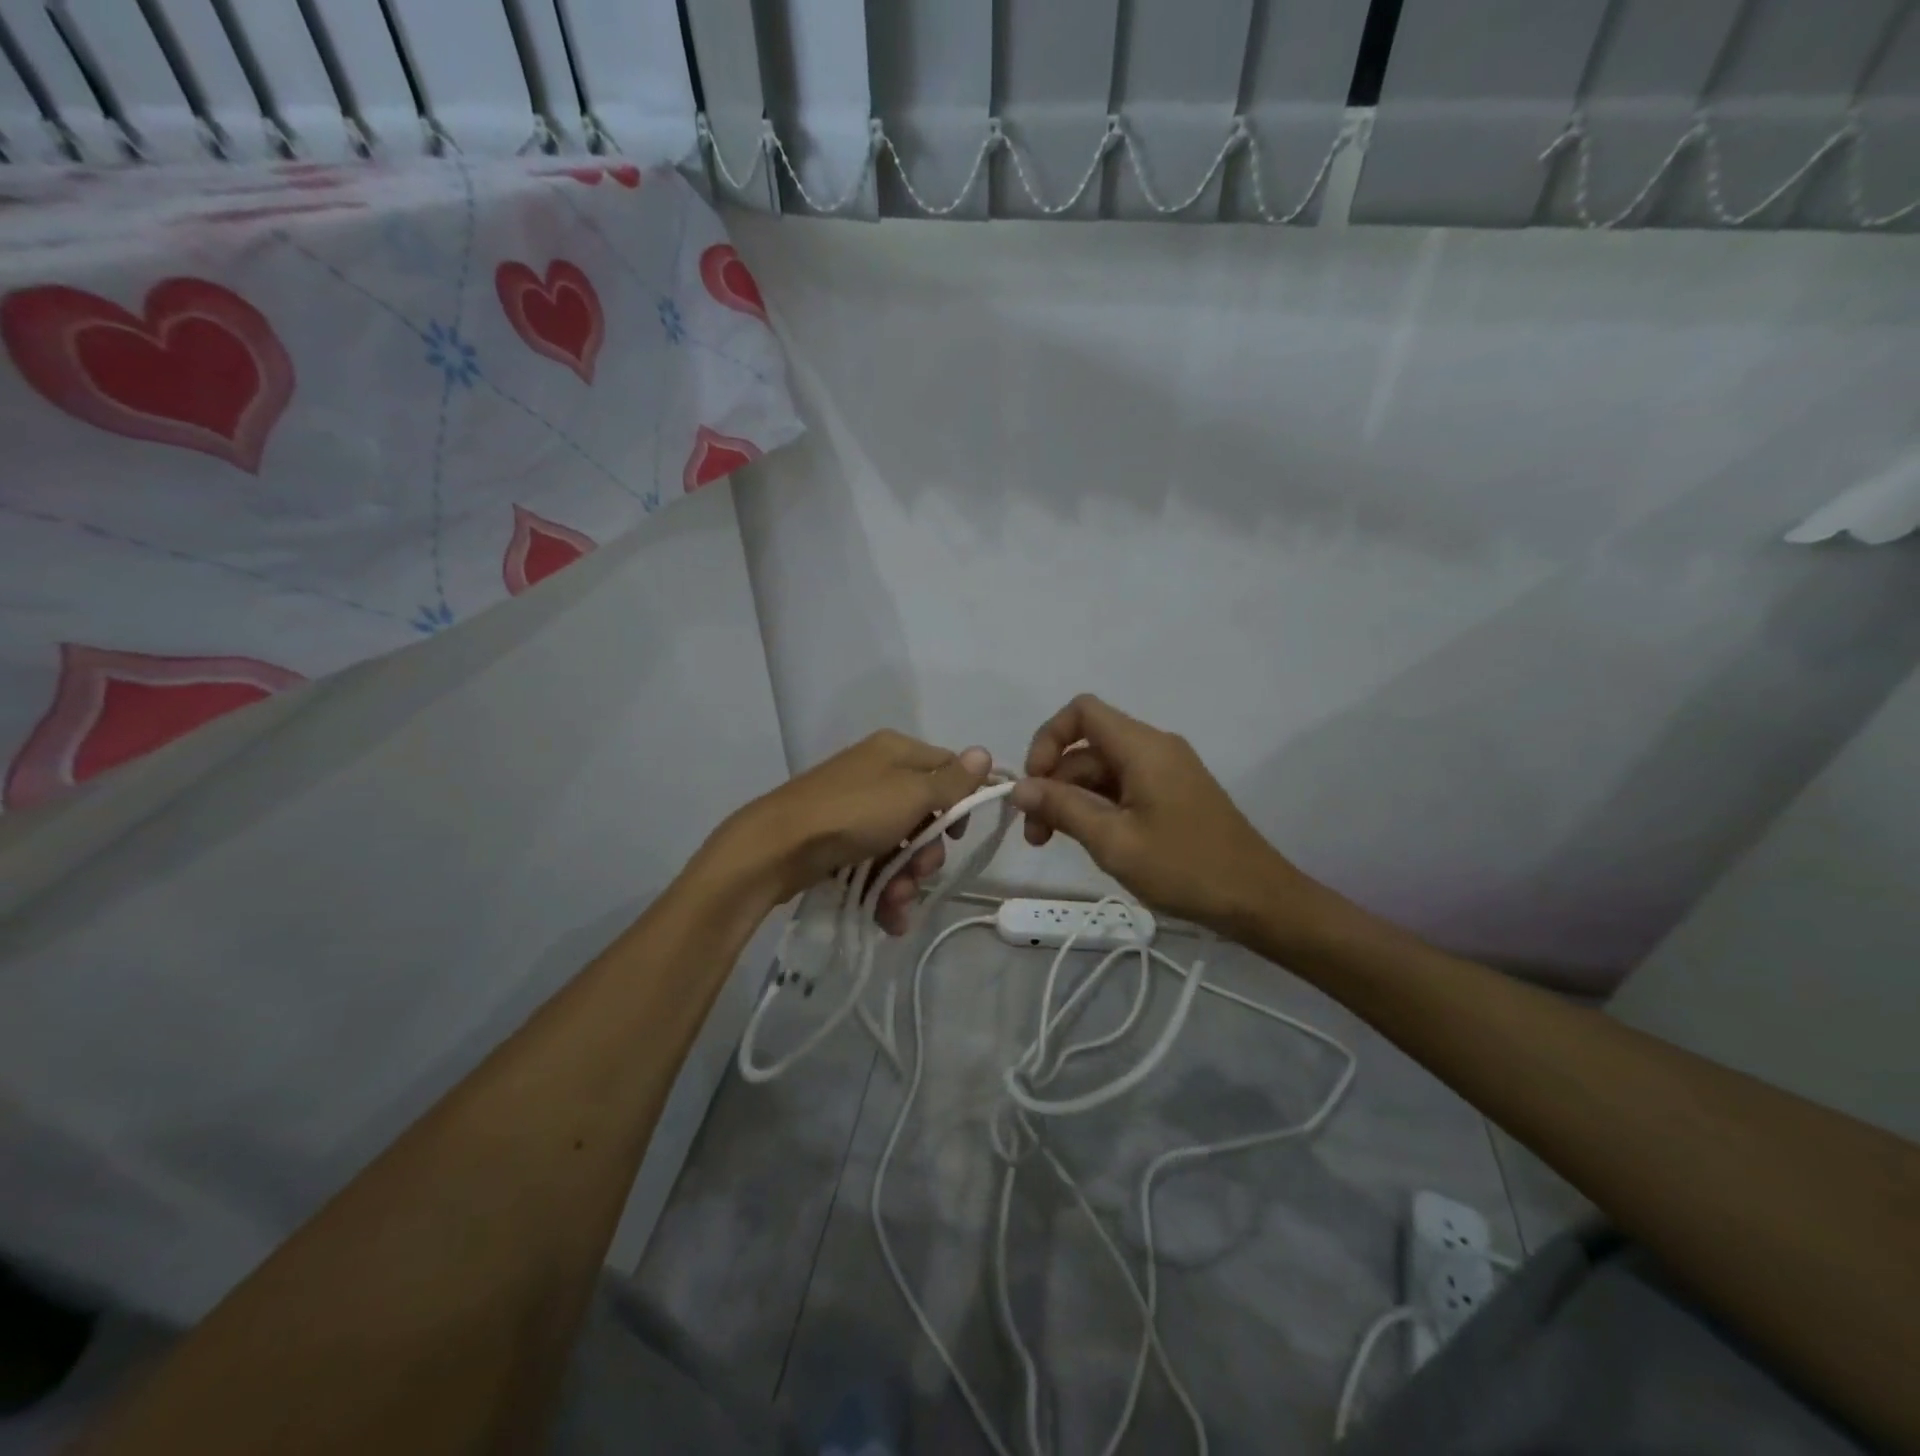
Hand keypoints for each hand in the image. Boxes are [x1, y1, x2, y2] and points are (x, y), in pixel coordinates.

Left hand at [718, 731, 991, 934]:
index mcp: (896, 752)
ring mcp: (855, 810)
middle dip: (928, 852)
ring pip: (901, 845)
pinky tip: (889, 917)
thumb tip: (985, 753)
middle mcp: (877, 775)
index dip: (960, 802)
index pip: (947, 769)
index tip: (960, 833)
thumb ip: (952, 781)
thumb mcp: (912, 795)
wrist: (776, 847)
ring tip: (897, 900)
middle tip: (921, 871)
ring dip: (907, 878)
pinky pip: (875, 863)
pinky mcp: (839, 841)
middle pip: (926, 814)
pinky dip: (884, 889)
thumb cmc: (853, 813)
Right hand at [1010, 694, 1302, 935]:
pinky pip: (1123, 787)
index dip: (1048, 738)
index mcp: (1143, 747)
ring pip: (1103, 770)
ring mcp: (1166, 771)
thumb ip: (1062, 808)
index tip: (1034, 783)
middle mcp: (1154, 748)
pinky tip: (1090, 841)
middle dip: (1054, 782)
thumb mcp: (1114, 841)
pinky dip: (1098, 807)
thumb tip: (1018, 788)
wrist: (1258, 900)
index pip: (1082, 711)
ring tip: (1054, 842)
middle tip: (1035, 834)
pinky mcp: (1172, 794)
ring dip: (1073, 799)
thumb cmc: (1185, 867)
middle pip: (1088, 746)